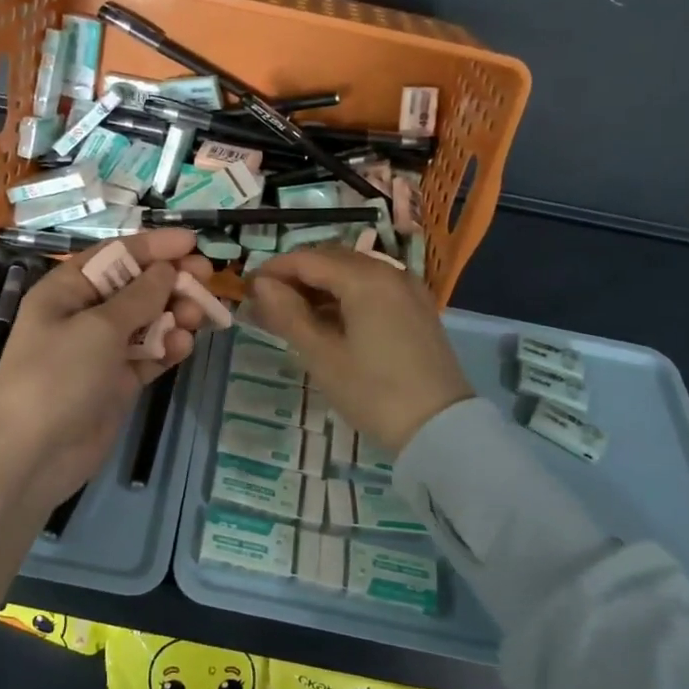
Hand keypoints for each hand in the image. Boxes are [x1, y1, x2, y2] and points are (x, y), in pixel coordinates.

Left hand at [0, 229, 215, 513]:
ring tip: (198, 316)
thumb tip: (166, 269)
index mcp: (67, 290)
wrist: (30, 455)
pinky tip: (185, 346)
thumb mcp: (99, 327)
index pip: (116, 256)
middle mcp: (84, 315)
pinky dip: (167, 349)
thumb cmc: (57, 375)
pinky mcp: (117, 383)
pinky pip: (149, 356)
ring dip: (174, 315)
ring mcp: (101, 351)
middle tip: (207, 279)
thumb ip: (139, 296)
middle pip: (136, 288)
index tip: (193, 243)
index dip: (154, 246)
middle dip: (170, 281)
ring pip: (147, 322)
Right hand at [249, 248, 472, 452]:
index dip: (273, 270)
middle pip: (332, 260)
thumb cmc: (373, 392)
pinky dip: (345, 296)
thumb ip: (288, 314)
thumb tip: (260, 285)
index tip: (247, 288)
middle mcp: (389, 272)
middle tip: (266, 302)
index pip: (307, 259)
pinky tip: (328, 320)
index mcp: (365, 278)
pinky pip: (373, 288)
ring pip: (353, 273)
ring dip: (319, 286)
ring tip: (291, 313)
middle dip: (295, 276)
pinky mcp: (417, 309)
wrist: (441, 428)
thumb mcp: (322, 356)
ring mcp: (408, 289)